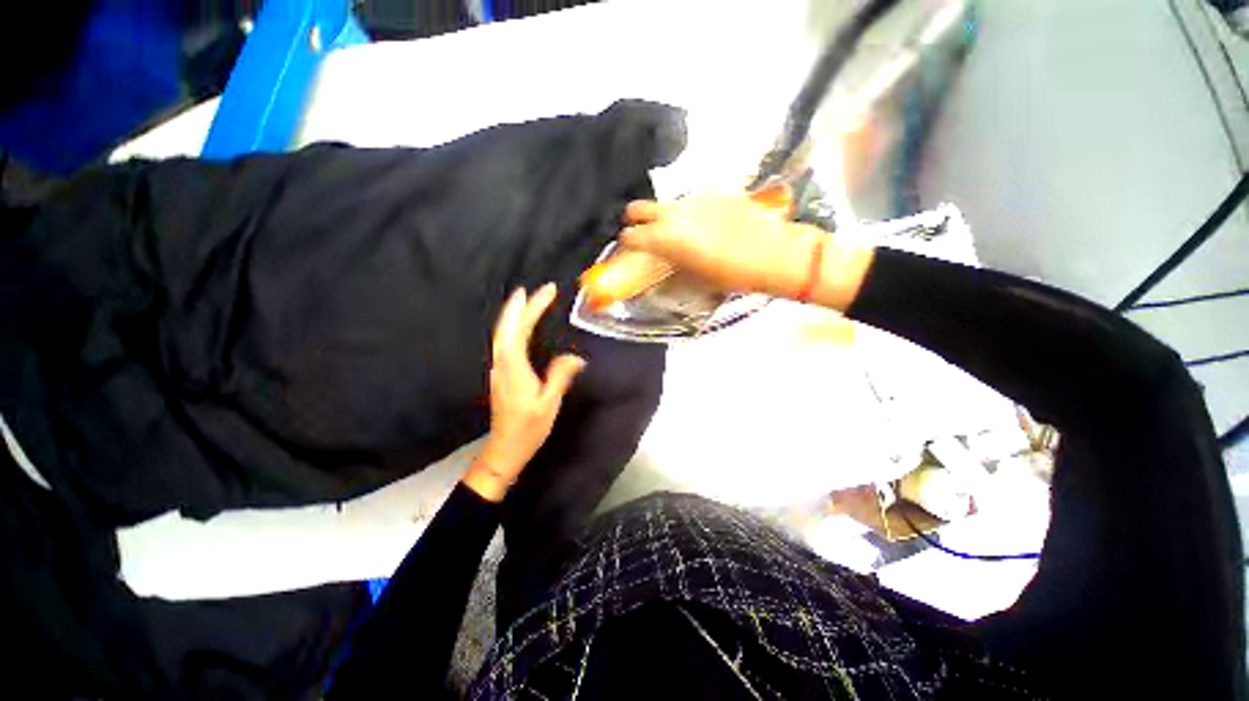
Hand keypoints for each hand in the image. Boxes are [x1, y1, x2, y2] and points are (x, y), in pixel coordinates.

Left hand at [465, 284, 585, 501]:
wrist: (504, 450)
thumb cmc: (528, 428)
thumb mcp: (549, 402)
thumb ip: (560, 376)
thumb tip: (576, 357)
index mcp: (514, 366)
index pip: (521, 329)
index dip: (533, 308)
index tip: (546, 291)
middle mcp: (502, 362)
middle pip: (507, 327)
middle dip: (520, 305)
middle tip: (535, 289)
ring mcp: (499, 368)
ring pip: (503, 334)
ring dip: (514, 314)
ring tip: (526, 301)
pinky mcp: (501, 374)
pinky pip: (505, 342)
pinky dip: (512, 328)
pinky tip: (520, 328)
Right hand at [620, 195, 873, 309]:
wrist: (774, 253)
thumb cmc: (732, 274)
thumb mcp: (696, 277)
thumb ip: (671, 264)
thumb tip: (659, 262)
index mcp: (666, 238)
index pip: (631, 235)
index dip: (627, 243)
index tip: (629, 248)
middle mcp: (674, 213)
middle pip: (639, 208)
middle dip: (635, 220)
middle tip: (642, 232)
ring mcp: (694, 200)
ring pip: (665, 204)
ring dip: (662, 216)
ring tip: (674, 232)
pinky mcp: (713, 194)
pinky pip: (690, 202)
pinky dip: (687, 213)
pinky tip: (701, 225)